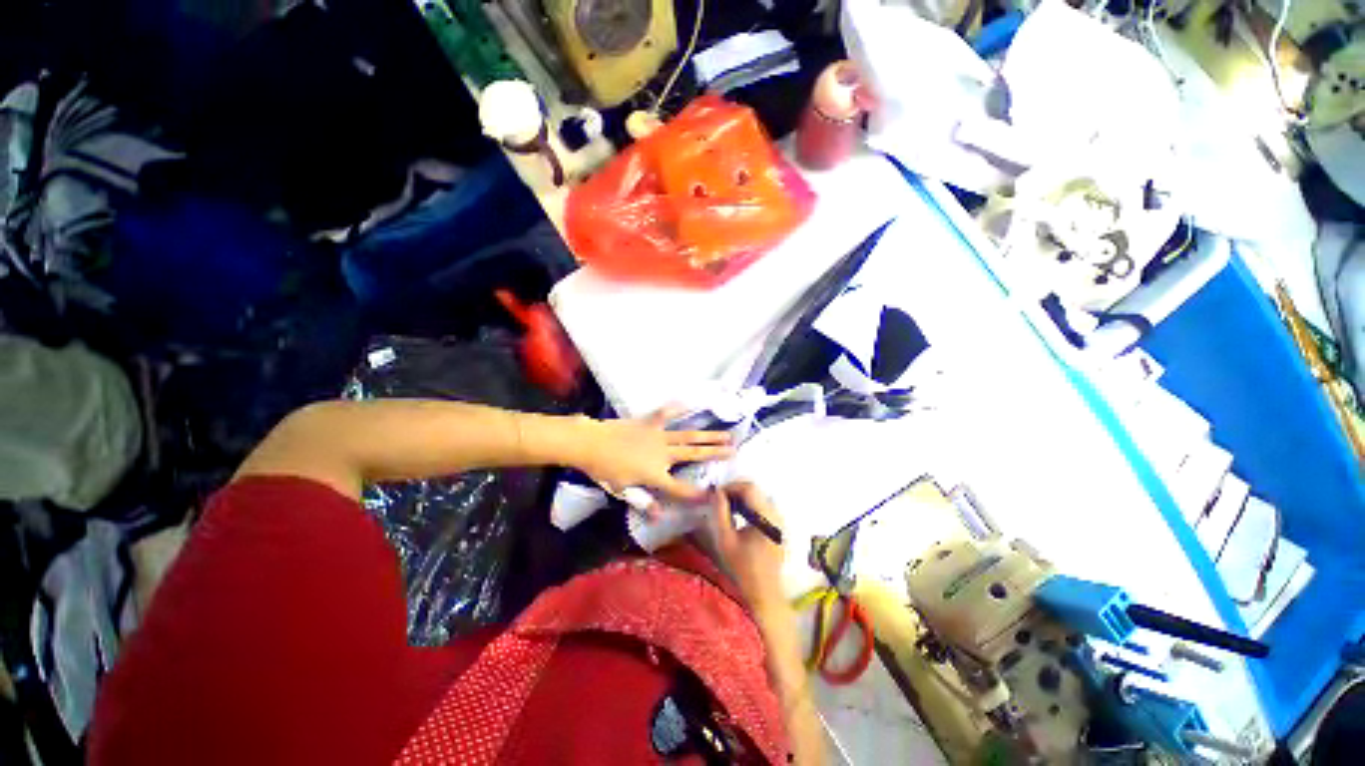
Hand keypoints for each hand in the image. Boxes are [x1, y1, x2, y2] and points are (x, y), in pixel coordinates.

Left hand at [575, 409, 733, 502]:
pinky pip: (667, 414)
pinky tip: (691, 403)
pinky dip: (678, 408)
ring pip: (688, 436)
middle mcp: (663, 455)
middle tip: (734, 449)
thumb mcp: (624, 491)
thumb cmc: (606, 470)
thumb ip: (643, 502)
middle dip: (715, 453)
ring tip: (725, 433)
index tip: (714, 495)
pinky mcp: (650, 422)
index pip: (681, 489)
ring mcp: (659, 436)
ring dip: (708, 435)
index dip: (697, 495)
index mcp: (656, 475)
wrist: (592, 444)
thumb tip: (658, 517)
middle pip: (694, 455)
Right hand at [712, 482, 786, 611]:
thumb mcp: (725, 540)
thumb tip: (716, 492)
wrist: (763, 594)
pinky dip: (748, 506)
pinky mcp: (778, 526)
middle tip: (718, 501)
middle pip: (755, 490)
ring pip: (758, 497)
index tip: (715, 495)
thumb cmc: (742, 570)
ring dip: (740, 498)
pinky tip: (736, 517)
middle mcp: (777, 515)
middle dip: (734, 491)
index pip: (749, 488)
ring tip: (725, 509)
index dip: (730, 486)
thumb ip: (720, 512)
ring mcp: (780, 520)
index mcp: (767, 518)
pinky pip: (762, 506)